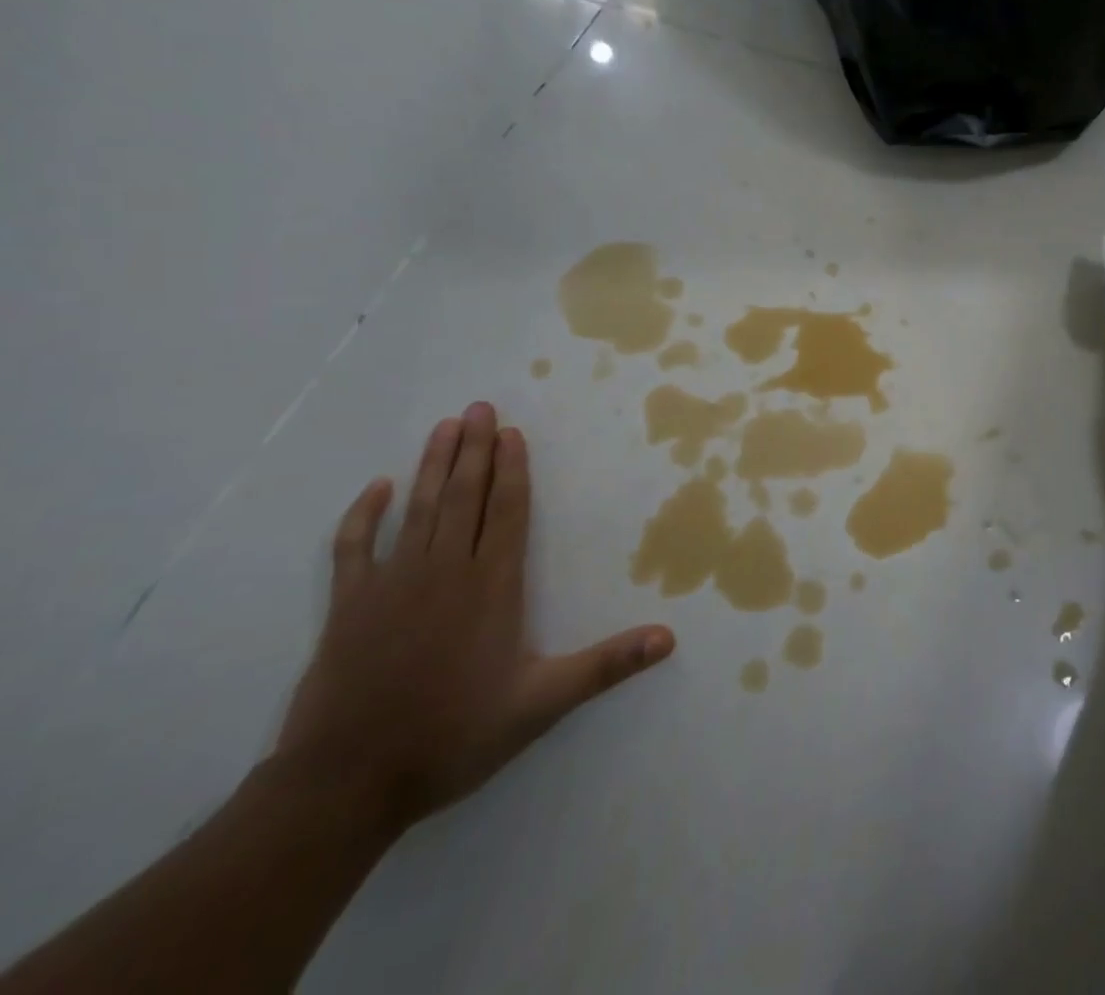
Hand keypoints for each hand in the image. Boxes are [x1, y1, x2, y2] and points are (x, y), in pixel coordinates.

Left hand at [275, 403, 674, 832]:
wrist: (346, 786)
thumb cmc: (454, 736)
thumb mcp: (543, 703)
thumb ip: (607, 665)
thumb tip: (669, 637)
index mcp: (492, 586)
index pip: (507, 512)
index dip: (512, 470)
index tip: (512, 433)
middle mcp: (445, 571)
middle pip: (464, 496)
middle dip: (474, 450)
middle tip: (479, 408)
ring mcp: (392, 585)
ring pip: (419, 509)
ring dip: (432, 465)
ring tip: (444, 427)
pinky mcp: (348, 607)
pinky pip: (354, 548)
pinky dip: (364, 515)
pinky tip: (377, 489)